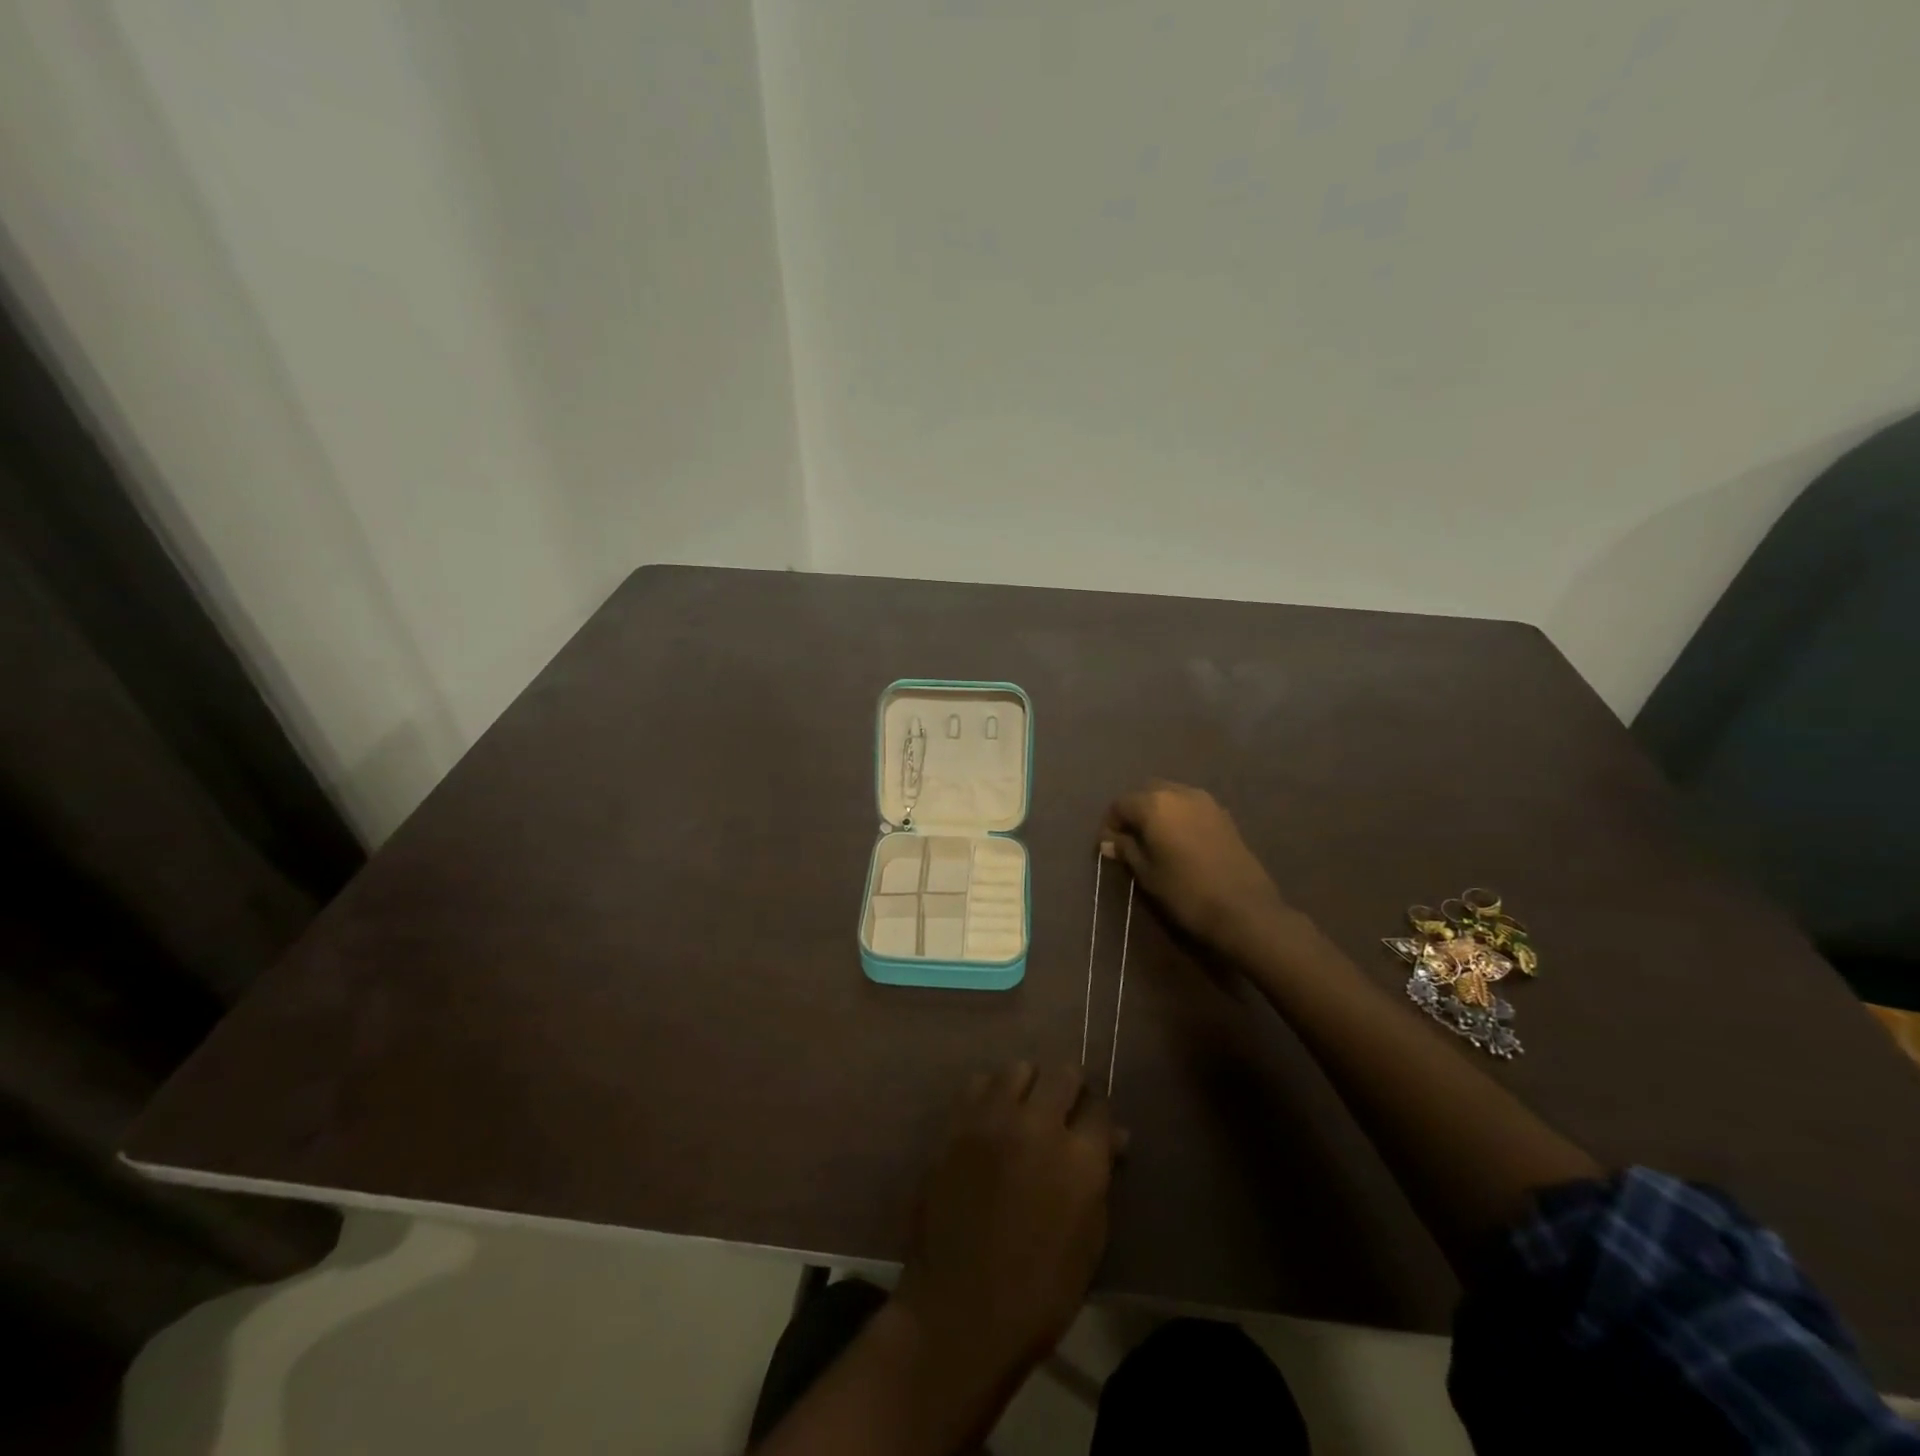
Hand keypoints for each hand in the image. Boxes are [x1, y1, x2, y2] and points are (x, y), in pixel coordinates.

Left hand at [894, 1063, 1122, 1391]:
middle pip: (1062, 1074)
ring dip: (1027, 1086)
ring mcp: (991, 1120)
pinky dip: (989, 1095)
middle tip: (1063, 1110)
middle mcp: (1038, 1125)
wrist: (960, 1311)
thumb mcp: (1089, 1241)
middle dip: (1068, 1088)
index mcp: (1080, 1159)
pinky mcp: (956, 1125)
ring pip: (1018, 1068)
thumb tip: (1114, 1138)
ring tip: (1023, 1111)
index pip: (1100, 1107)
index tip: (1092, 1126)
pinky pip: (977, 1084)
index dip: (1098, 1116)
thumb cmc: (1039, 1292)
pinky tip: (989, 1119)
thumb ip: (1101, 1179)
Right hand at [1104, 781, 1300, 963]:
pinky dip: (1179, 816)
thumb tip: (1108, 841)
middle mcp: (1179, 793)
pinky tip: (1180, 841)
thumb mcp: (1147, 874)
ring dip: (1158, 811)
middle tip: (1129, 840)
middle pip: (1146, 792)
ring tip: (1155, 840)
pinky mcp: (1224, 814)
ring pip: (1171, 795)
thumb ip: (1126, 850)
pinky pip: (1191, 806)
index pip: (1120, 804)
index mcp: (1154, 804)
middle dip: (1134, 812)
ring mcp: (1205, 801)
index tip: (1108, 847)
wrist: (1244, 909)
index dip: (1110, 824)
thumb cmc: (1186, 892)